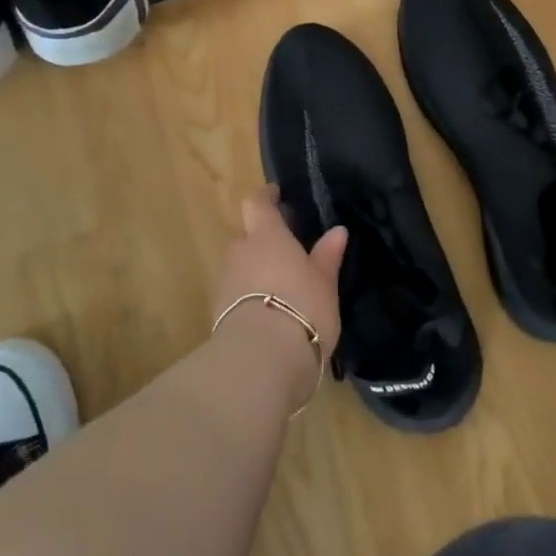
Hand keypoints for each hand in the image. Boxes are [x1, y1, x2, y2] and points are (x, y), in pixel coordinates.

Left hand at [212, 186, 348, 411]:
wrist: (261, 360)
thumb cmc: (301, 307)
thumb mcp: (324, 282)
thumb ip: (327, 255)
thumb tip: (337, 231)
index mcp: (266, 235)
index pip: (257, 203)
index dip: (266, 197)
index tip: (277, 195)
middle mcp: (240, 251)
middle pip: (246, 235)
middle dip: (262, 240)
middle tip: (286, 252)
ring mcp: (225, 282)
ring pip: (239, 265)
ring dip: (254, 270)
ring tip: (279, 286)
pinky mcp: (218, 313)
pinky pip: (235, 293)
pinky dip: (248, 296)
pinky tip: (268, 312)